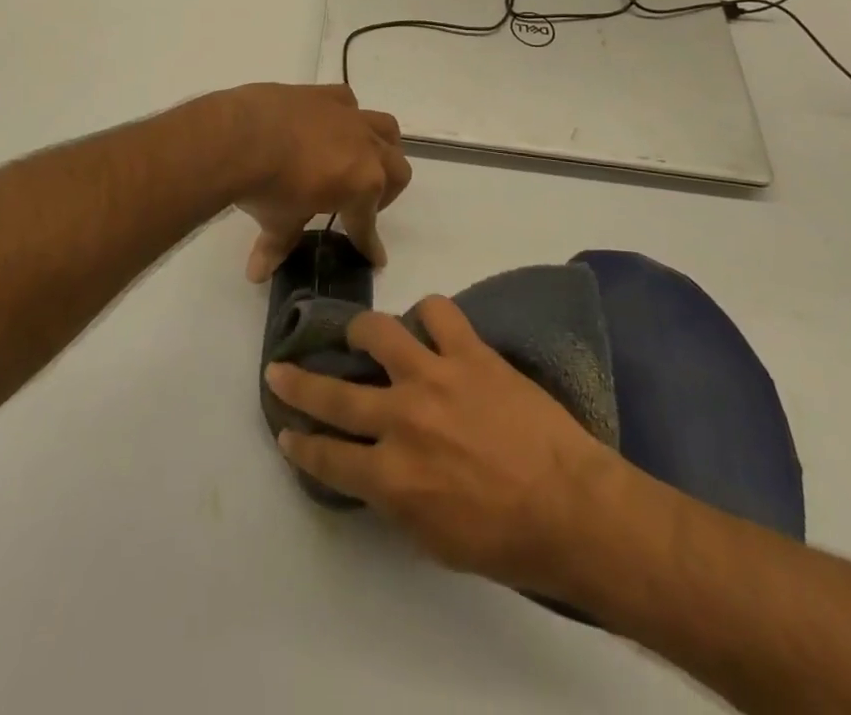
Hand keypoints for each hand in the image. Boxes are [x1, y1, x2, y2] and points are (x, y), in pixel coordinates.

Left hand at [228, 84, 411, 281]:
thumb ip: (278, 245)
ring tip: (356, 160)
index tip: (373, 257)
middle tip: (358, 204)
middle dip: (385, 191)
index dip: (369, 243)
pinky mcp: (324, 93)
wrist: (239, 136)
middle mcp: (366, 148)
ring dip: (380, 148)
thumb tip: (258, 273)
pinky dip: (346, 116)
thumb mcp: (278, 222)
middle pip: (397, 170)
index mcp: (363, 185)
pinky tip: (327, 127)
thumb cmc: (266, 187)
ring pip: (386, 129)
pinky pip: (349, 102)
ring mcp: (348, 116)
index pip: (368, 223)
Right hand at [264, 297, 616, 592]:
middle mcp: (402, 420)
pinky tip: (429, 324)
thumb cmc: (504, 540)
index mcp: (391, 479)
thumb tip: (375, 468)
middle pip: (334, 393)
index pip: (328, 457)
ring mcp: (435, 378)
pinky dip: (429, 314)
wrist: (572, 509)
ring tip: (363, 334)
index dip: (301, 443)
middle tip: (278, 369)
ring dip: (363, 330)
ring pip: (378, 332)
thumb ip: (394, 498)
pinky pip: (438, 311)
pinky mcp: (470, 352)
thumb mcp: (432, 539)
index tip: (285, 431)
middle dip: (298, 382)